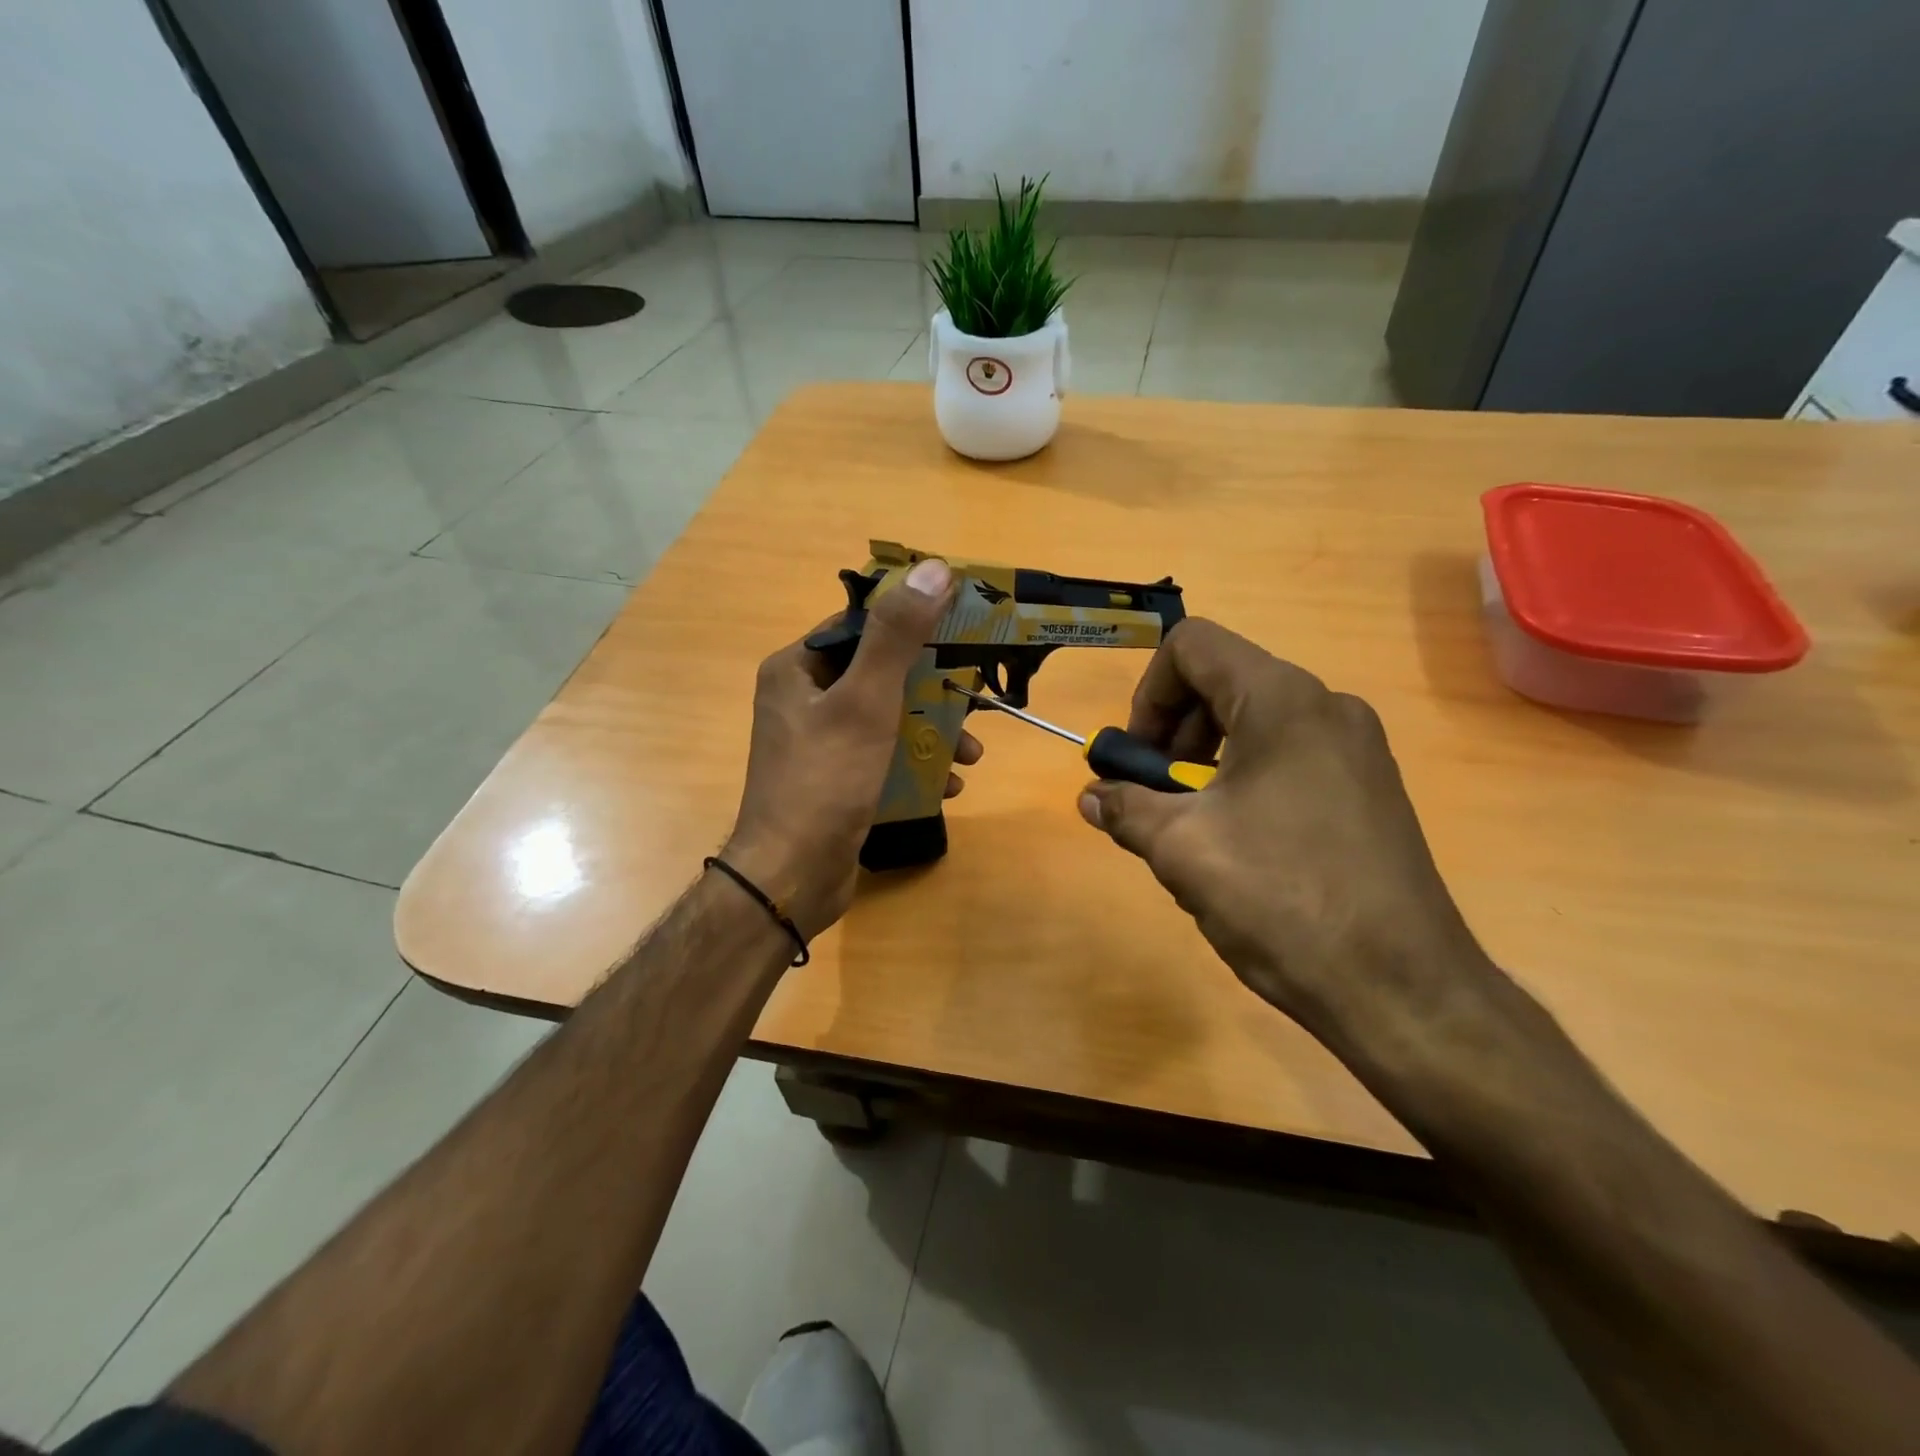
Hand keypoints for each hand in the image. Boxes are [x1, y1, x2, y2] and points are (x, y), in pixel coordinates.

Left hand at [723, 557, 981, 939]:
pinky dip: (915, 766)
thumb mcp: (865, 701)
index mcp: (798, 669)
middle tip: (977, 701)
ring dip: (933, 732)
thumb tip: (933, 569)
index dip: (913, 624)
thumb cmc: (825, 780)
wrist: (792, 878)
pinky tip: (948, 787)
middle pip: (881, 675)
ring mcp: (819, 744)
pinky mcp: (836, 780)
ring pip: (888, 719)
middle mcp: (804, 699)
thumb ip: (897, 636)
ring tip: (971, 755)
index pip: (861, 626)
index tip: (962, 631)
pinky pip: (882, 757)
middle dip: (933, 691)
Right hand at [1077, 619, 1491, 1039]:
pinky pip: (1288, 760)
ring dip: (1203, 764)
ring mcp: (1357, 750)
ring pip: (1254, 725)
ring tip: (1191, 831)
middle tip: (1153, 796)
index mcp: (1282, 700)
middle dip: (1172, 733)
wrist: (1403, 990)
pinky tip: (1237, 849)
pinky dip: (1244, 783)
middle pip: (1224, 683)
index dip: (1147, 692)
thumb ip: (1124, 808)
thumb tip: (1091, 796)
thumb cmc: (1281, 898)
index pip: (1193, 645)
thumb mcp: (1181, 849)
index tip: (1137, 758)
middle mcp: (1327, 707)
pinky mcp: (1370, 790)